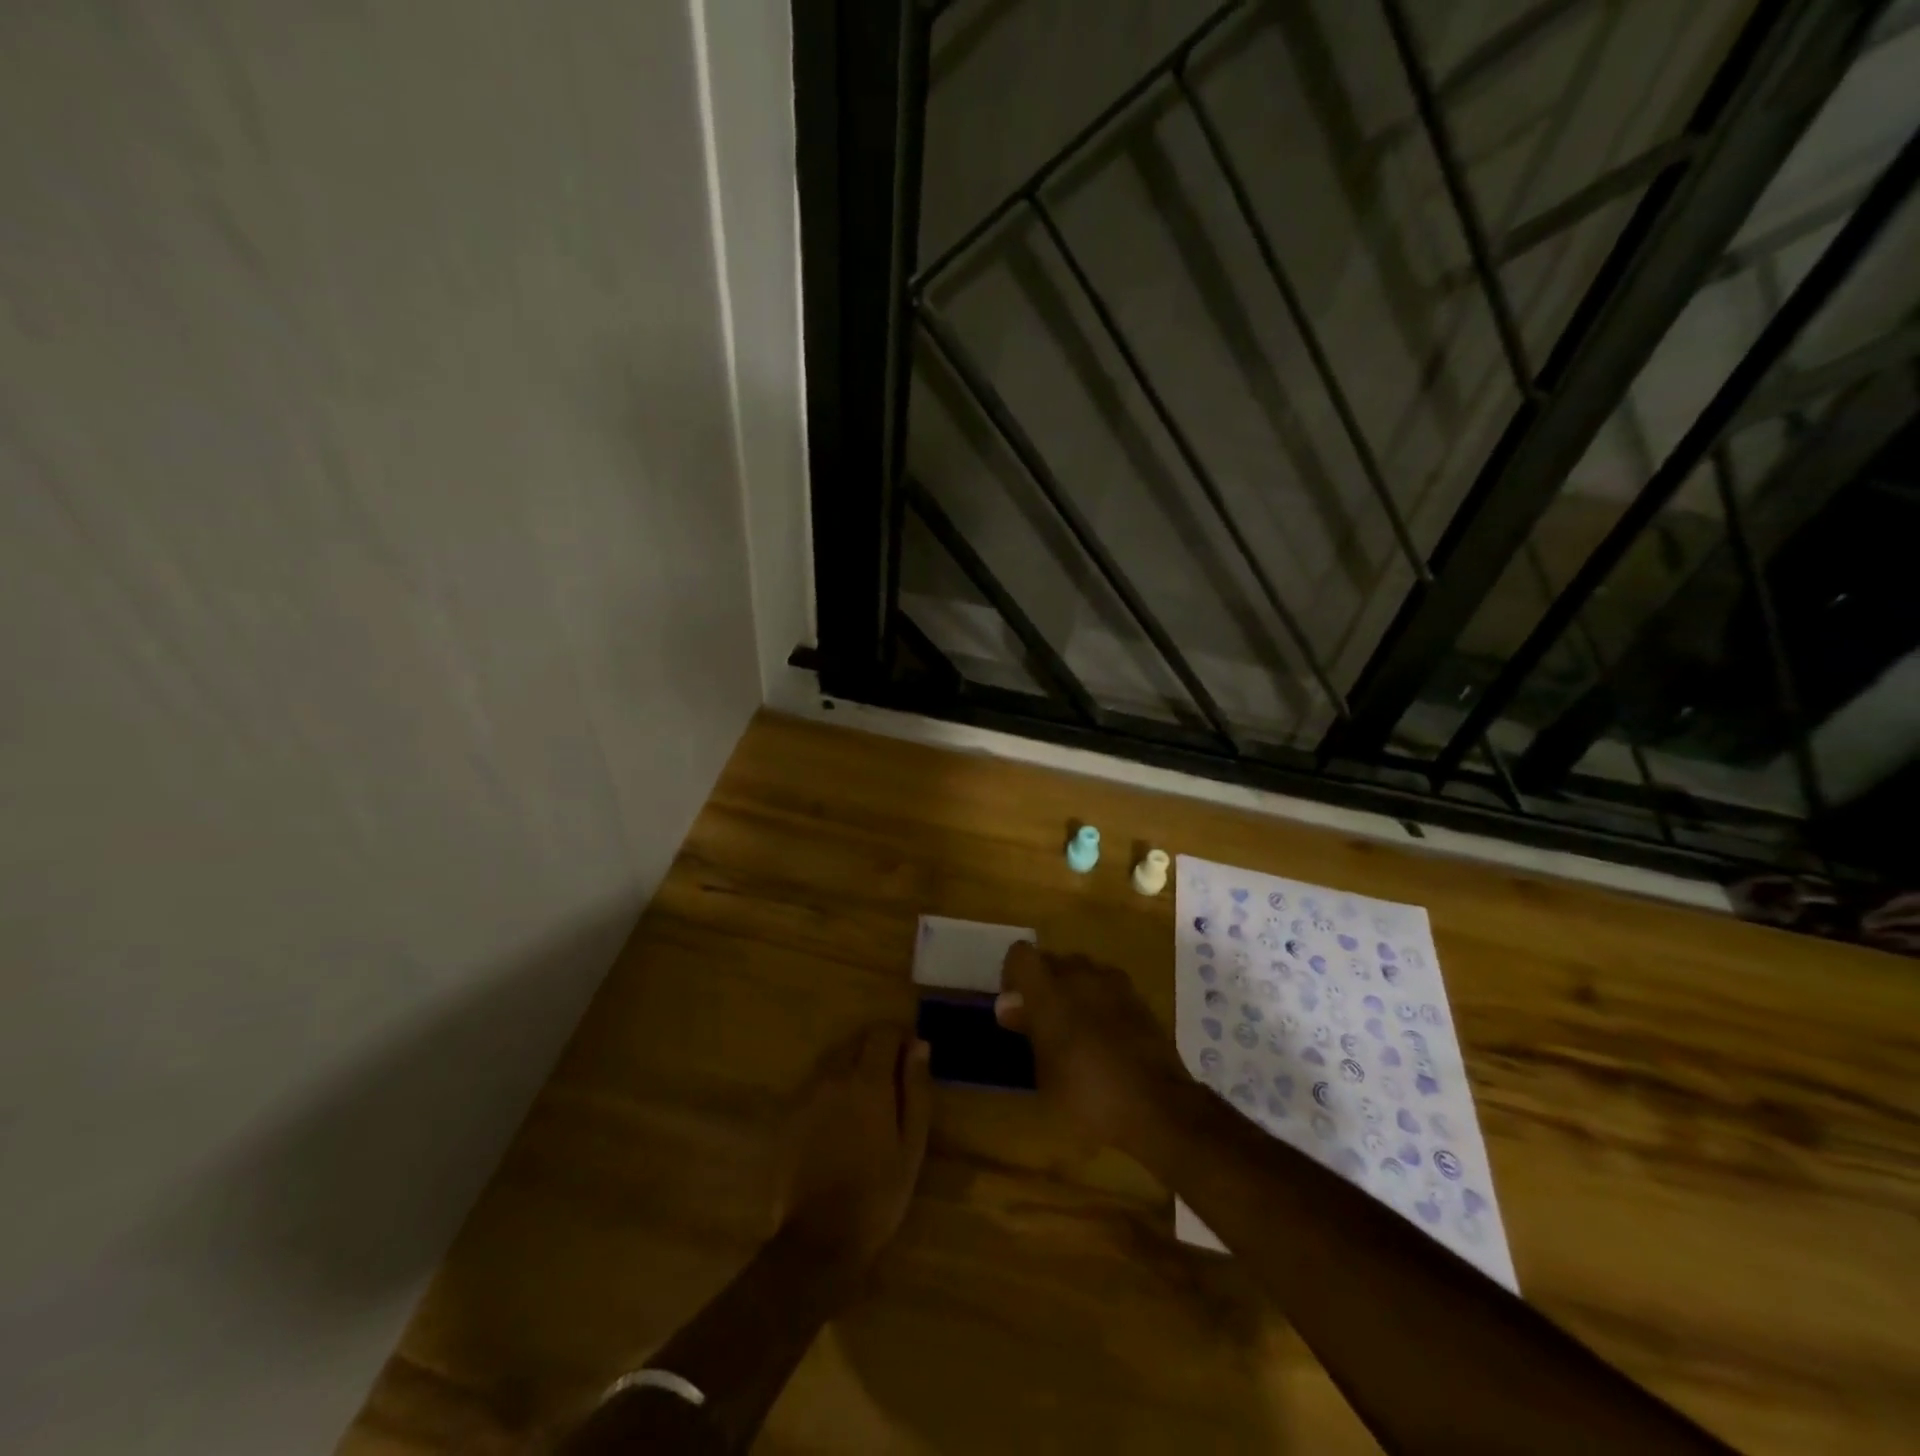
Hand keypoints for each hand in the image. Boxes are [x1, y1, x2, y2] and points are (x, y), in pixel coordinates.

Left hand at [775, 1023, 930, 1276]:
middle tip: (892, 1076)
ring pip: (833, 1059)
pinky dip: (831, 1085)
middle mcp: (834, 1076)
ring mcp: (807, 1094)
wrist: (819, 1239)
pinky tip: (840, 1115)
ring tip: (866, 1095)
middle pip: (856, 1040)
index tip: (911, 1053)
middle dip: (876, 1047)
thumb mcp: (912, 1144)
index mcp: (868, 1080)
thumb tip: (919, 1045)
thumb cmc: (878, 1193)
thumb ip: (916, 1089)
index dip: (899, 1036)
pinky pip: (815, 1083)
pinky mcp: (790, 1114)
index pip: (883, 1032)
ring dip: (852, 1064)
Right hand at [994, 943, 1191, 1154]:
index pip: (1021, 954)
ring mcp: (1114, 984)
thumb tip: (1008, 1004)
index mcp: (1050, 991)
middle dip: (1044, 983)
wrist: (1158, 1107)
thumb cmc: (1088, 1096)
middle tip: (1042, 1020)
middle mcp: (1081, 976)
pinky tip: (1103, 1036)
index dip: (1013, 974)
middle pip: (1053, 960)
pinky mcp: (1139, 999)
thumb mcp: (1044, 1072)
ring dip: (1073, 990)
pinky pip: (1108, 988)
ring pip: (1083, 971)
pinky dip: (1100, 1002)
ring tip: (1074, 1027)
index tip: (1014, 1004)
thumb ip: (1027, 1029)